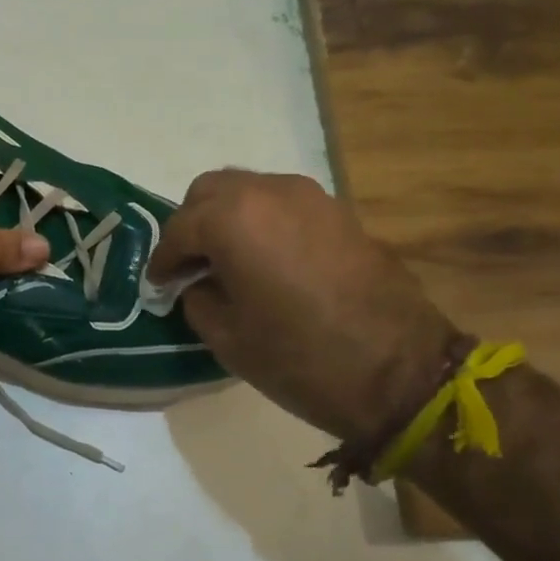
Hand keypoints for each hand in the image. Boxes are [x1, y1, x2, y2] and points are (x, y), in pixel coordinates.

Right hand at [148, 171, 460, 440]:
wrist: (401, 370)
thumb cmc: (301, 358)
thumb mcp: (228, 338)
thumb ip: (198, 298)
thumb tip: (196, 284)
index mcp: (233, 220)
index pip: (180, 228)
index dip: (163, 259)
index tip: (158, 284)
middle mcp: (269, 192)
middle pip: (211, 191)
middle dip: (192, 225)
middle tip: (189, 265)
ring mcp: (310, 197)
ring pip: (249, 190)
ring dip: (228, 218)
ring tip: (226, 260)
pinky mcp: (339, 212)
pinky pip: (283, 204)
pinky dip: (262, 222)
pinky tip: (266, 260)